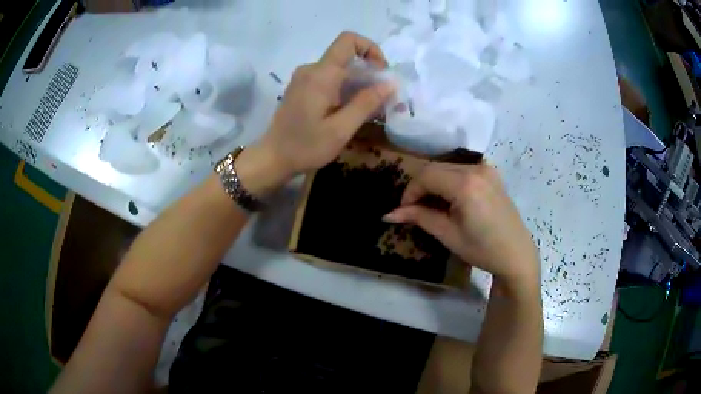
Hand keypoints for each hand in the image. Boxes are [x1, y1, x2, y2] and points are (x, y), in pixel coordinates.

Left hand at [258, 31, 394, 178]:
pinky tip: (349, 109)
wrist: (273, 158)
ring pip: (339, 68)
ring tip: (368, 108)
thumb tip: (390, 84)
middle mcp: (311, 69)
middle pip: (346, 56)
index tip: (381, 72)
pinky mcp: (301, 87)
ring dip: (358, 82)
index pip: (348, 40)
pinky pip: (329, 78)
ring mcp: (304, 78)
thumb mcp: (340, 129)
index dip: (370, 48)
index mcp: (321, 74)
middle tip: (381, 98)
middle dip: (369, 72)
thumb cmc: (305, 147)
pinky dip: (344, 87)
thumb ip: (366, 103)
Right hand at [383, 163, 539, 292]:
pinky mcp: (491, 173)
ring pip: (447, 167)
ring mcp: (486, 168)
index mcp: (466, 184)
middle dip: (420, 186)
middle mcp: (476, 168)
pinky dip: (449, 180)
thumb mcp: (448, 234)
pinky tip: (449, 199)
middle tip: (413, 209)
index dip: (410, 191)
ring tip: (431, 206)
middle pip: (435, 168)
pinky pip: (461, 169)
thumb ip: (419, 217)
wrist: (515, 254)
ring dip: (434, 183)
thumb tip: (388, 214)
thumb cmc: (482, 249)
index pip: (426, 176)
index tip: (403, 210)